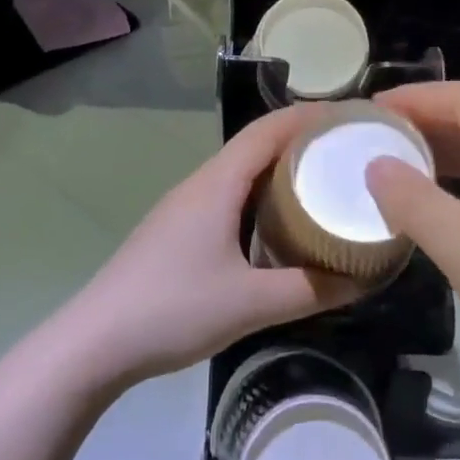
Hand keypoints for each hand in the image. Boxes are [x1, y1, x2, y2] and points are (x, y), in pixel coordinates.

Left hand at [61, 105, 362, 384]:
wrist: (94, 342)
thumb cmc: (173, 310)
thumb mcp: (251, 304)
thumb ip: (310, 291)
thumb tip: (364, 277)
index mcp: (217, 184)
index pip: (268, 130)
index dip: (310, 116)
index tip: (352, 118)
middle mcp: (201, 184)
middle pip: (256, 146)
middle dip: (302, 142)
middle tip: (349, 153)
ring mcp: (185, 207)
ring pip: (241, 173)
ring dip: (280, 170)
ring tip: (324, 183)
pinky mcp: (177, 231)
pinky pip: (229, 197)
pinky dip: (261, 197)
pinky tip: (279, 225)